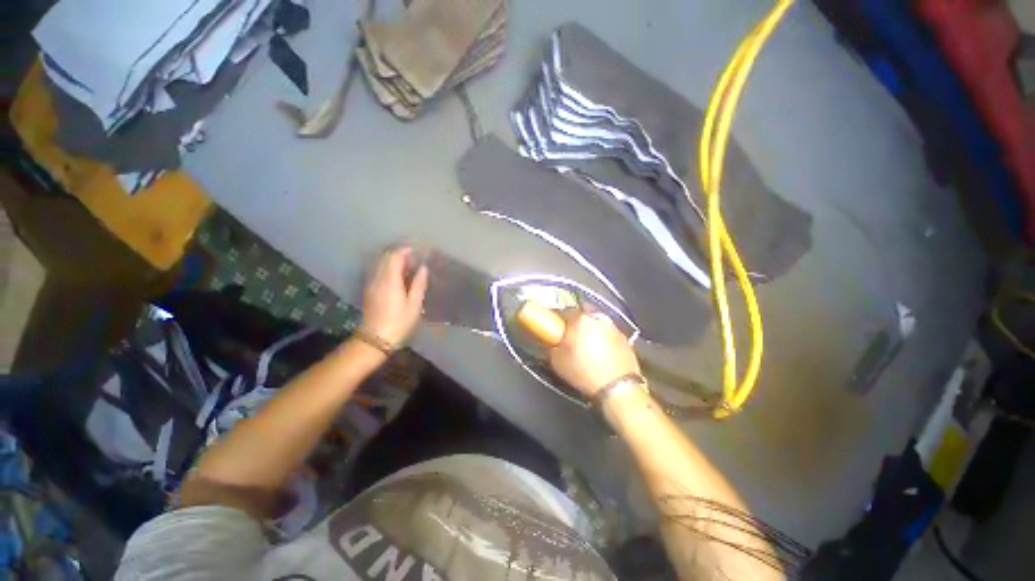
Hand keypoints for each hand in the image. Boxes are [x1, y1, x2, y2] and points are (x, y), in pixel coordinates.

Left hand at [360, 247, 428, 345]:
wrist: (376, 339)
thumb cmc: (399, 323)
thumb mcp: (414, 305)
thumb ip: (419, 284)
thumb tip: (423, 268)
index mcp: (390, 281)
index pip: (395, 257)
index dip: (406, 250)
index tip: (417, 251)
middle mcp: (378, 278)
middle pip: (386, 257)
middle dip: (400, 253)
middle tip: (414, 258)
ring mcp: (371, 283)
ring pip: (380, 263)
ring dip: (393, 260)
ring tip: (408, 266)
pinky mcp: (369, 289)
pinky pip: (378, 271)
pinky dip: (388, 268)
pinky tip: (398, 276)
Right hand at [549, 310, 640, 396]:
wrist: (618, 388)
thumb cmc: (583, 372)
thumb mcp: (557, 361)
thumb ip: (552, 346)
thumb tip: (553, 340)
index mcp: (579, 319)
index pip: (564, 311)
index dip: (558, 320)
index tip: (555, 329)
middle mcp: (597, 318)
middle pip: (582, 315)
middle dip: (575, 323)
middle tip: (570, 336)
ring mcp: (613, 327)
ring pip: (597, 323)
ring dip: (590, 330)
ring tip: (585, 345)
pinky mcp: (625, 338)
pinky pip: (608, 334)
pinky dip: (602, 339)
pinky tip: (600, 352)